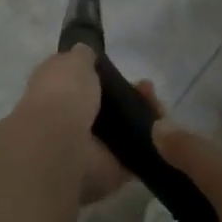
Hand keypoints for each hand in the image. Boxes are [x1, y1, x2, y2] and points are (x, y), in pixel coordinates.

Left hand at [13, 47, 160, 205]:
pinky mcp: (113, 170)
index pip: (82, 80)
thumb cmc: (63, 95)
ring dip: (145, 115)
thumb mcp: (73, 60)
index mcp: (57, 90)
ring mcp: (93, 146)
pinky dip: (154, 144)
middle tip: (148, 89)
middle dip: (131, 94)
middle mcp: (73, 118)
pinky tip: (164, 129)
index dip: (104, 73)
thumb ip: (83, 56)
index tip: (122, 68)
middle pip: (110, 104)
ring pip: (126, 128)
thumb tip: (86, 52)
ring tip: (158, 106)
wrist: (61, 146)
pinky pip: (138, 154)